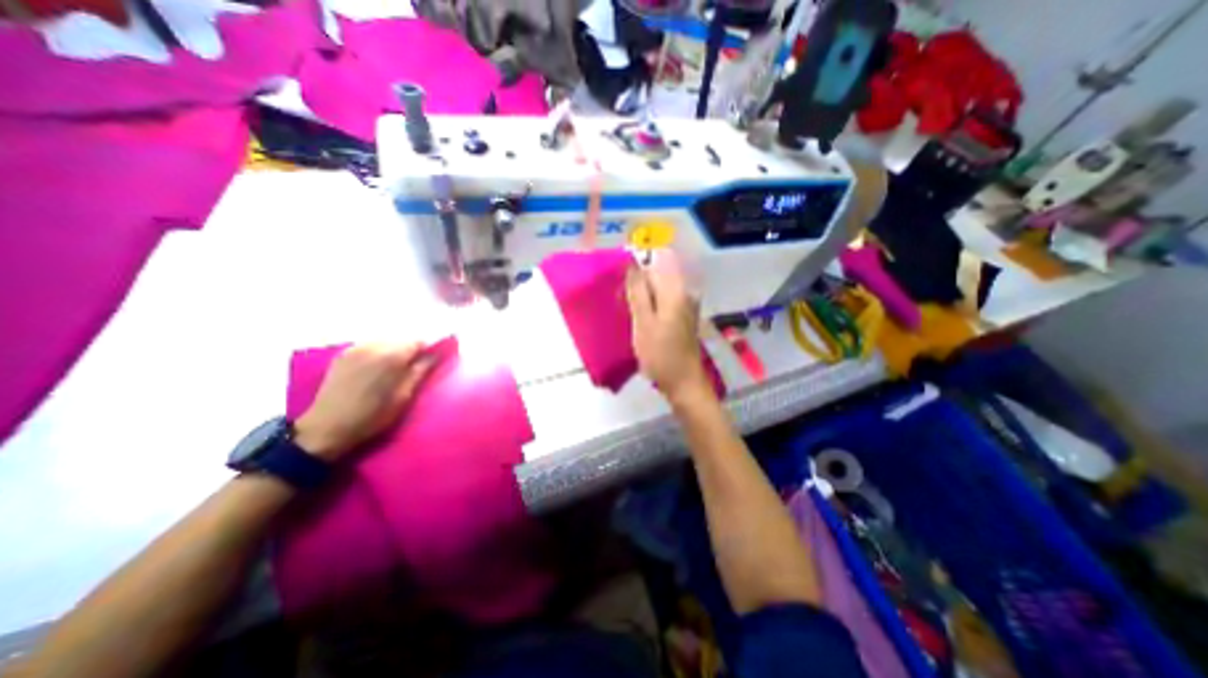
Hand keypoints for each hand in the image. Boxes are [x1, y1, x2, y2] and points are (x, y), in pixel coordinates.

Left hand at [295, 342, 436, 463]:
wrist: (326, 428)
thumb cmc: (372, 417)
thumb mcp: (404, 397)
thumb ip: (421, 371)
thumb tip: (435, 354)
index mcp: (392, 356)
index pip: (419, 341)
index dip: (428, 349)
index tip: (433, 359)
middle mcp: (374, 346)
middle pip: (402, 339)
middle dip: (411, 349)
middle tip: (415, 368)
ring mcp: (356, 348)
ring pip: (386, 341)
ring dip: (395, 350)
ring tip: (395, 369)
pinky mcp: (343, 354)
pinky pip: (370, 346)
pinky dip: (378, 352)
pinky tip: (377, 368)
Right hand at [628, 252, 708, 405]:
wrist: (684, 382)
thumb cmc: (661, 354)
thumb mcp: (643, 323)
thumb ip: (638, 292)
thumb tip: (631, 264)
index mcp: (675, 290)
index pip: (656, 259)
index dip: (636, 264)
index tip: (620, 277)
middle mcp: (684, 292)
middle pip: (658, 272)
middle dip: (638, 280)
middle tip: (621, 298)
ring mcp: (686, 305)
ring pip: (659, 287)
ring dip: (642, 293)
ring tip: (627, 307)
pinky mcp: (683, 316)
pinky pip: (663, 299)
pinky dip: (650, 303)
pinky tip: (639, 316)